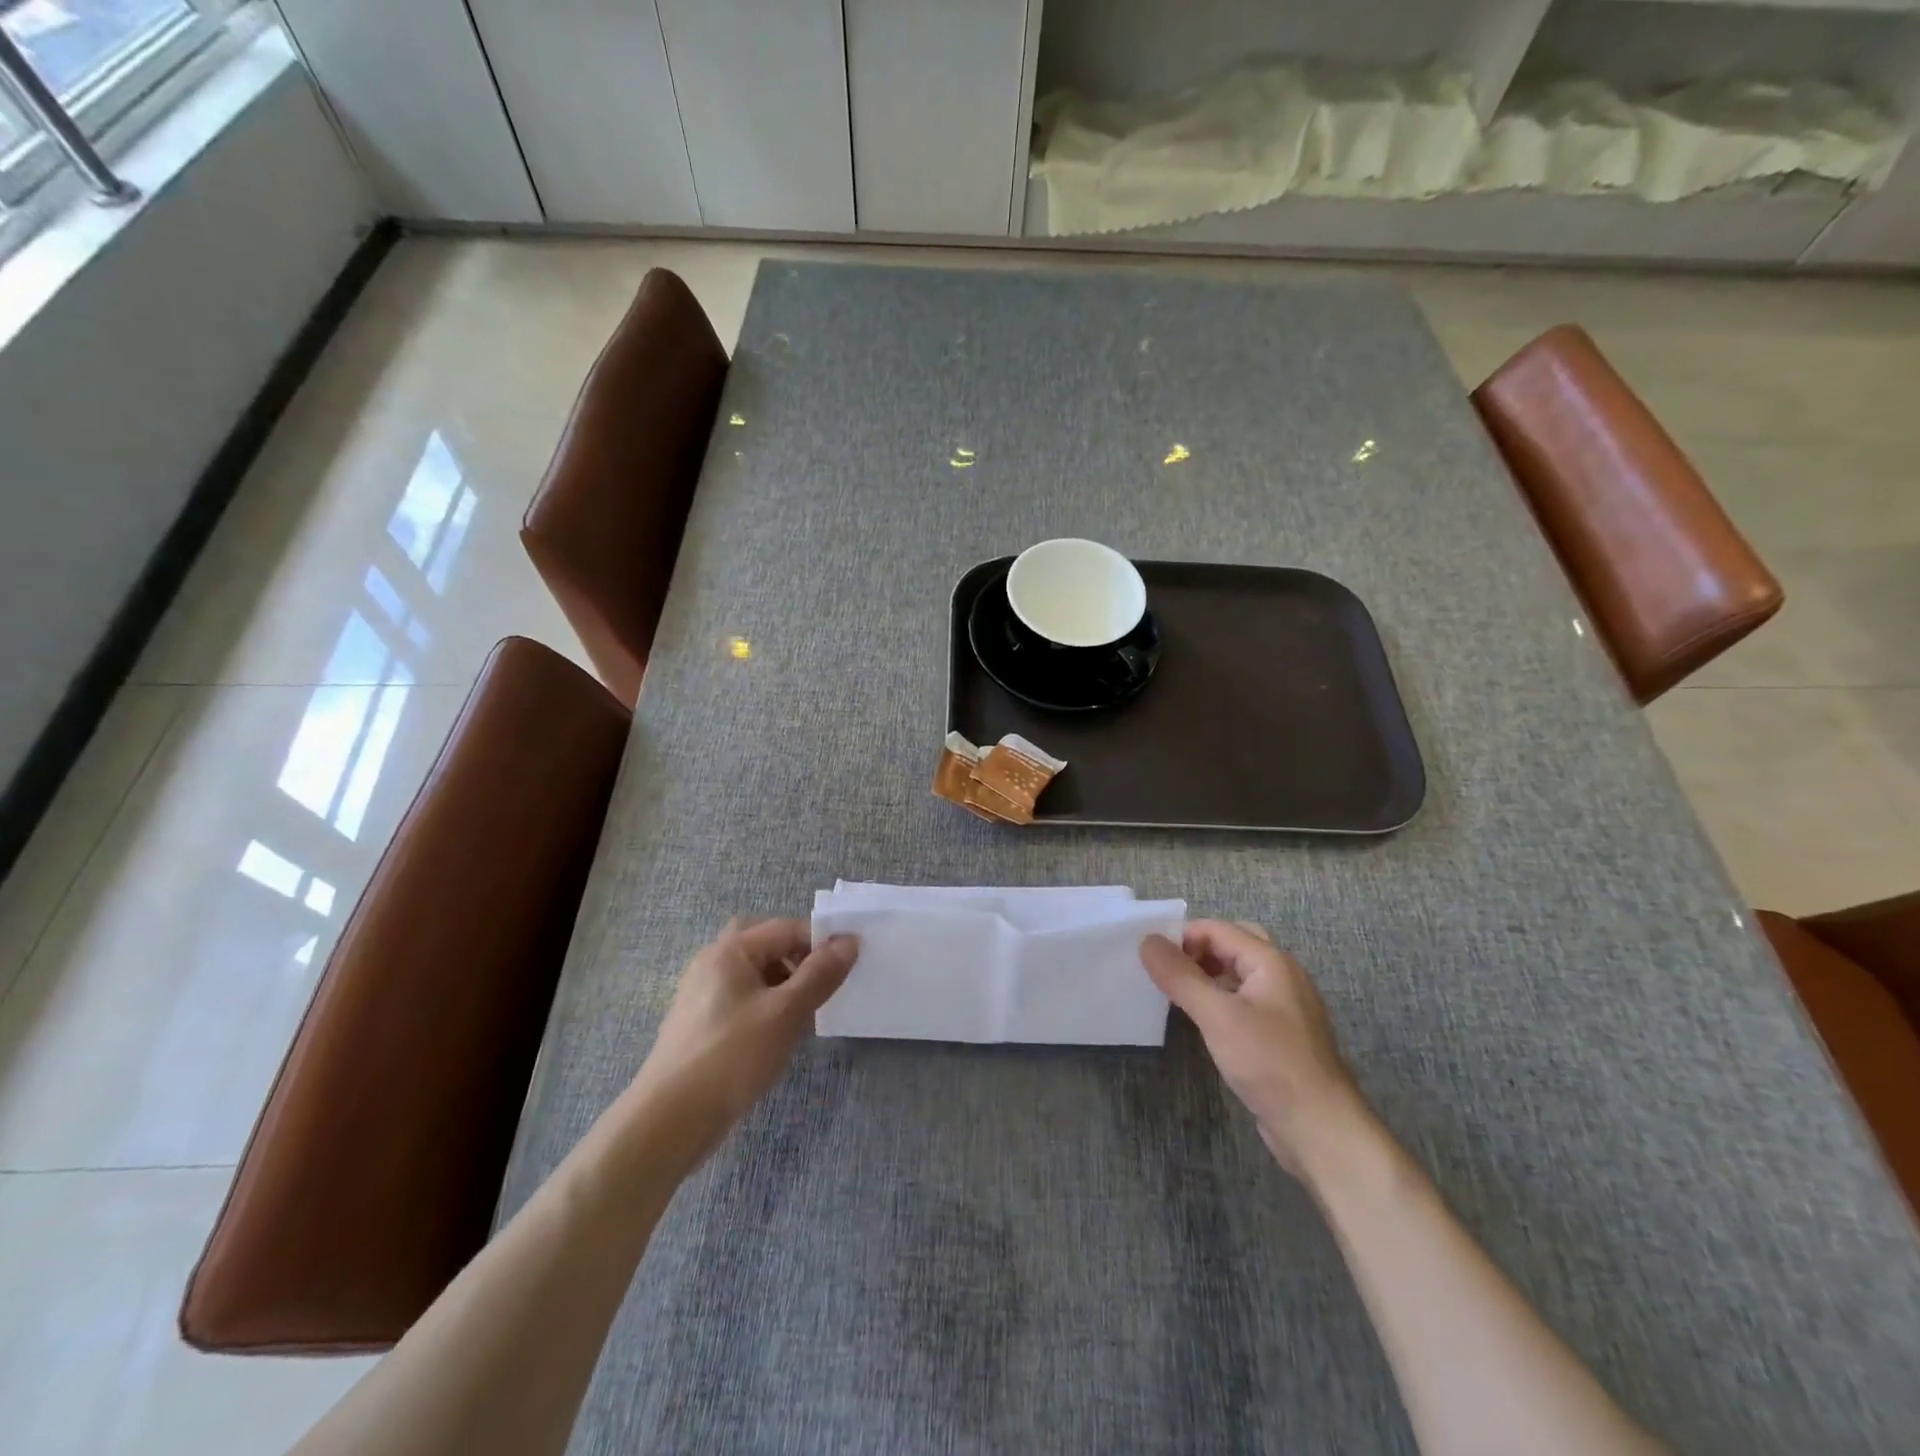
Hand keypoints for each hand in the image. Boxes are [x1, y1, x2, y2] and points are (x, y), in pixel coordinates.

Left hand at [628, 918, 857, 1166]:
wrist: (669, 1120)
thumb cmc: (732, 1056)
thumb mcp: (786, 1013)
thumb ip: (820, 974)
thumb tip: (849, 941)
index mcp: (730, 951)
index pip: (786, 928)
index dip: (821, 940)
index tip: (851, 962)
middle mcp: (711, 962)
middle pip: (763, 942)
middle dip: (796, 955)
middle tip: (821, 979)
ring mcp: (701, 994)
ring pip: (752, 971)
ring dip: (782, 980)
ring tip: (805, 1010)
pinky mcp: (700, 1023)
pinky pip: (740, 997)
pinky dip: (765, 1003)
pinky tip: (777, 1033)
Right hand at [1142, 921, 1369, 1178]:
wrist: (1320, 1128)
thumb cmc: (1269, 1062)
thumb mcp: (1217, 1015)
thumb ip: (1181, 976)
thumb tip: (1147, 941)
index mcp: (1271, 962)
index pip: (1218, 929)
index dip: (1182, 937)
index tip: (1151, 959)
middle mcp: (1282, 976)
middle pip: (1233, 945)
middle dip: (1198, 951)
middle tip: (1167, 970)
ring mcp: (1285, 1006)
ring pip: (1240, 973)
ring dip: (1208, 974)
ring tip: (1177, 992)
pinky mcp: (1282, 1034)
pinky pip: (1245, 1000)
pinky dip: (1221, 998)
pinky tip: (1203, 1020)